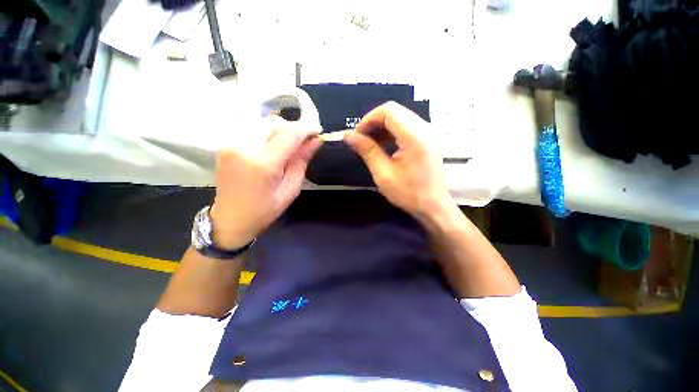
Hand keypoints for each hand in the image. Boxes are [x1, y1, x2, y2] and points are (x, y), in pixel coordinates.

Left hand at [210, 116, 321, 248]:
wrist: (230, 220)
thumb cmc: (264, 210)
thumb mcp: (290, 190)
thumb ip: (301, 162)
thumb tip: (316, 141)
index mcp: (263, 164)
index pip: (289, 134)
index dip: (307, 128)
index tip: (318, 131)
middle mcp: (244, 147)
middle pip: (275, 123)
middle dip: (293, 129)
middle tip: (303, 143)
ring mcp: (231, 144)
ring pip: (263, 123)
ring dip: (280, 131)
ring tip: (288, 147)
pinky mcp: (226, 144)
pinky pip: (252, 129)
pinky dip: (267, 134)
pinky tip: (272, 149)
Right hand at [344, 102, 453, 222]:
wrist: (433, 207)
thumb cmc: (408, 194)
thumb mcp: (383, 174)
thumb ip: (367, 151)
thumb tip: (348, 136)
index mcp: (415, 137)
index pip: (389, 111)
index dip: (369, 119)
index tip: (357, 135)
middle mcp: (425, 128)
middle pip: (395, 111)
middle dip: (374, 122)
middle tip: (361, 139)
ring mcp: (429, 132)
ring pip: (400, 117)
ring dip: (382, 127)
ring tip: (369, 143)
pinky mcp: (428, 139)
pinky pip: (406, 126)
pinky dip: (391, 132)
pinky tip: (383, 145)